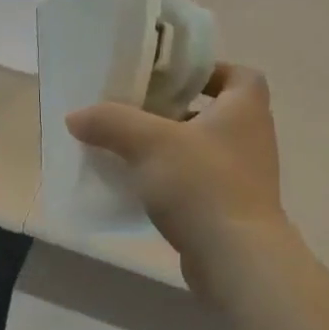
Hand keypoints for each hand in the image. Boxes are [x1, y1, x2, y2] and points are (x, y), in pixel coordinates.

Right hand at [65, 64, 291, 284]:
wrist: (234, 257)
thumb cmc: (201, 185)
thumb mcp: (148, 143)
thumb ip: (111, 122)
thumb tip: (76, 116)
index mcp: (245, 109)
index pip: (238, 75)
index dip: (208, 71)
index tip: (171, 80)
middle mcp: (252, 138)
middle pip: (215, 113)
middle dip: (177, 111)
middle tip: (138, 113)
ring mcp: (245, 178)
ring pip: (204, 151)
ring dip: (172, 149)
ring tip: (132, 151)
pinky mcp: (231, 211)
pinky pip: (199, 185)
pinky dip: (174, 182)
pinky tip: (142, 189)